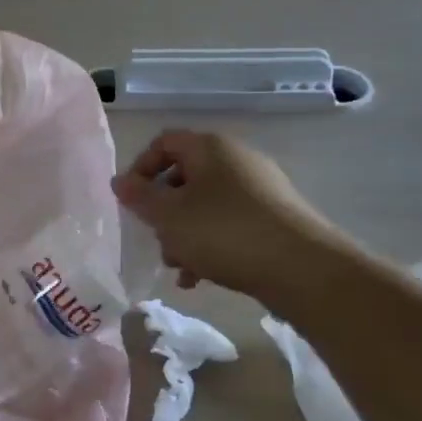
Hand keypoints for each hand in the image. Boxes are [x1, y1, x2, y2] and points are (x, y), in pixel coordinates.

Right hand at [112, 130, 340, 300]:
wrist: (301, 267)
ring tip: (179, 268)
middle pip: (185, 177)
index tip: (131, 201)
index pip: (164, 143)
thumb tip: (119, 181)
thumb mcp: (169, 216)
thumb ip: (139, 197)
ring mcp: (260, 189)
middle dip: (164, 211)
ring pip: (206, 205)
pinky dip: (210, 245)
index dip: (141, 168)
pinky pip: (229, 224)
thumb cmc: (223, 231)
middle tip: (155, 239)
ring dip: (184, 234)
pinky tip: (201, 277)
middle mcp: (237, 160)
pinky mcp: (274, 218)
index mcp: (210, 147)